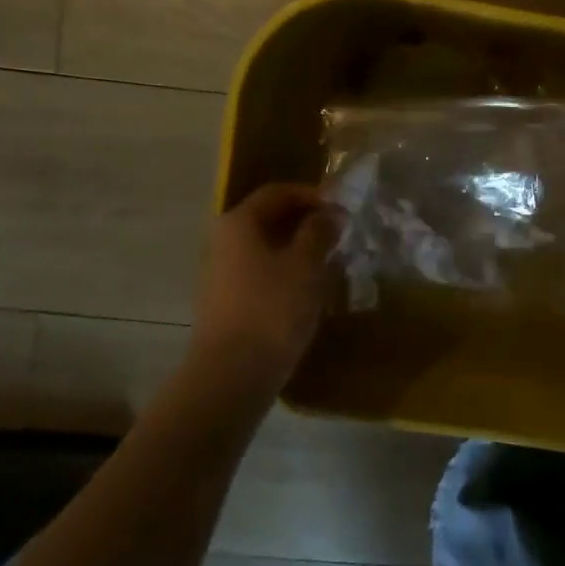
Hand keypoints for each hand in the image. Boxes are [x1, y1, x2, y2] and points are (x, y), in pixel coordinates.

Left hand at [193, 183, 337, 389]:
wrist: (232, 372)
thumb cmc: (273, 307)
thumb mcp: (306, 264)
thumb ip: (320, 231)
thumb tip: (330, 213)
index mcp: (239, 222)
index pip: (278, 192)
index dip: (313, 194)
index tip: (343, 208)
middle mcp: (224, 241)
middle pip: (269, 218)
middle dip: (307, 222)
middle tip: (340, 234)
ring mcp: (222, 273)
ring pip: (266, 247)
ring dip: (299, 248)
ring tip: (331, 261)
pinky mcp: (227, 301)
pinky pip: (261, 272)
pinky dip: (287, 271)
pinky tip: (309, 289)